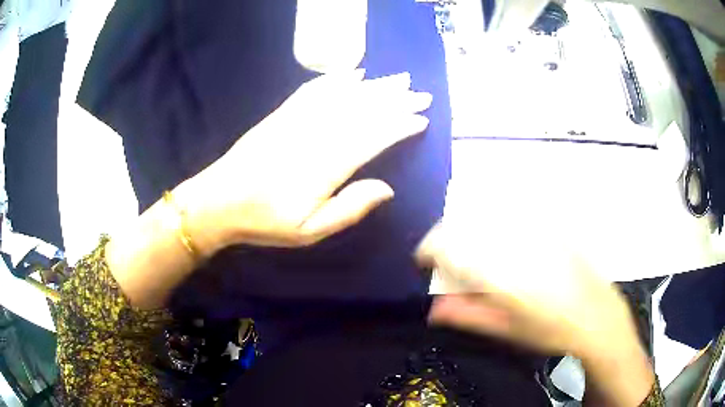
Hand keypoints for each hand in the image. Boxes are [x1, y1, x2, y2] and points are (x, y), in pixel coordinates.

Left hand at [178, 70, 431, 253]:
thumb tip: (388, 188)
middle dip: (396, 101)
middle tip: (421, 94)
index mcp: (326, 166)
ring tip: (399, 79)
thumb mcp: (309, 230)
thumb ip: (350, 209)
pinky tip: (352, 72)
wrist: (219, 200)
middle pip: (363, 111)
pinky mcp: (282, 114)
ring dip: (374, 86)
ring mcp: (297, 120)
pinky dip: (336, 79)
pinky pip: (313, 90)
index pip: (372, 138)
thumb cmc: (265, 220)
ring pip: (343, 96)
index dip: (399, 126)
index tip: (421, 119)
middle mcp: (315, 134)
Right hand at [415, 223, 639, 359]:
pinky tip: (496, 231)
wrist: (596, 315)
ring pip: (488, 215)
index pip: (452, 249)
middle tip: (441, 252)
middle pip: (468, 225)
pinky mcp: (549, 226)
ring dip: (468, 225)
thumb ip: (468, 315)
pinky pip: (513, 212)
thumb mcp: (506, 330)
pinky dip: (495, 218)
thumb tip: (433, 309)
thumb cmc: (549, 331)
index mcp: (501, 275)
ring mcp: (534, 232)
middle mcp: (516, 246)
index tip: (422, 258)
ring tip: (465, 242)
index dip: (430, 249)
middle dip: (445, 236)